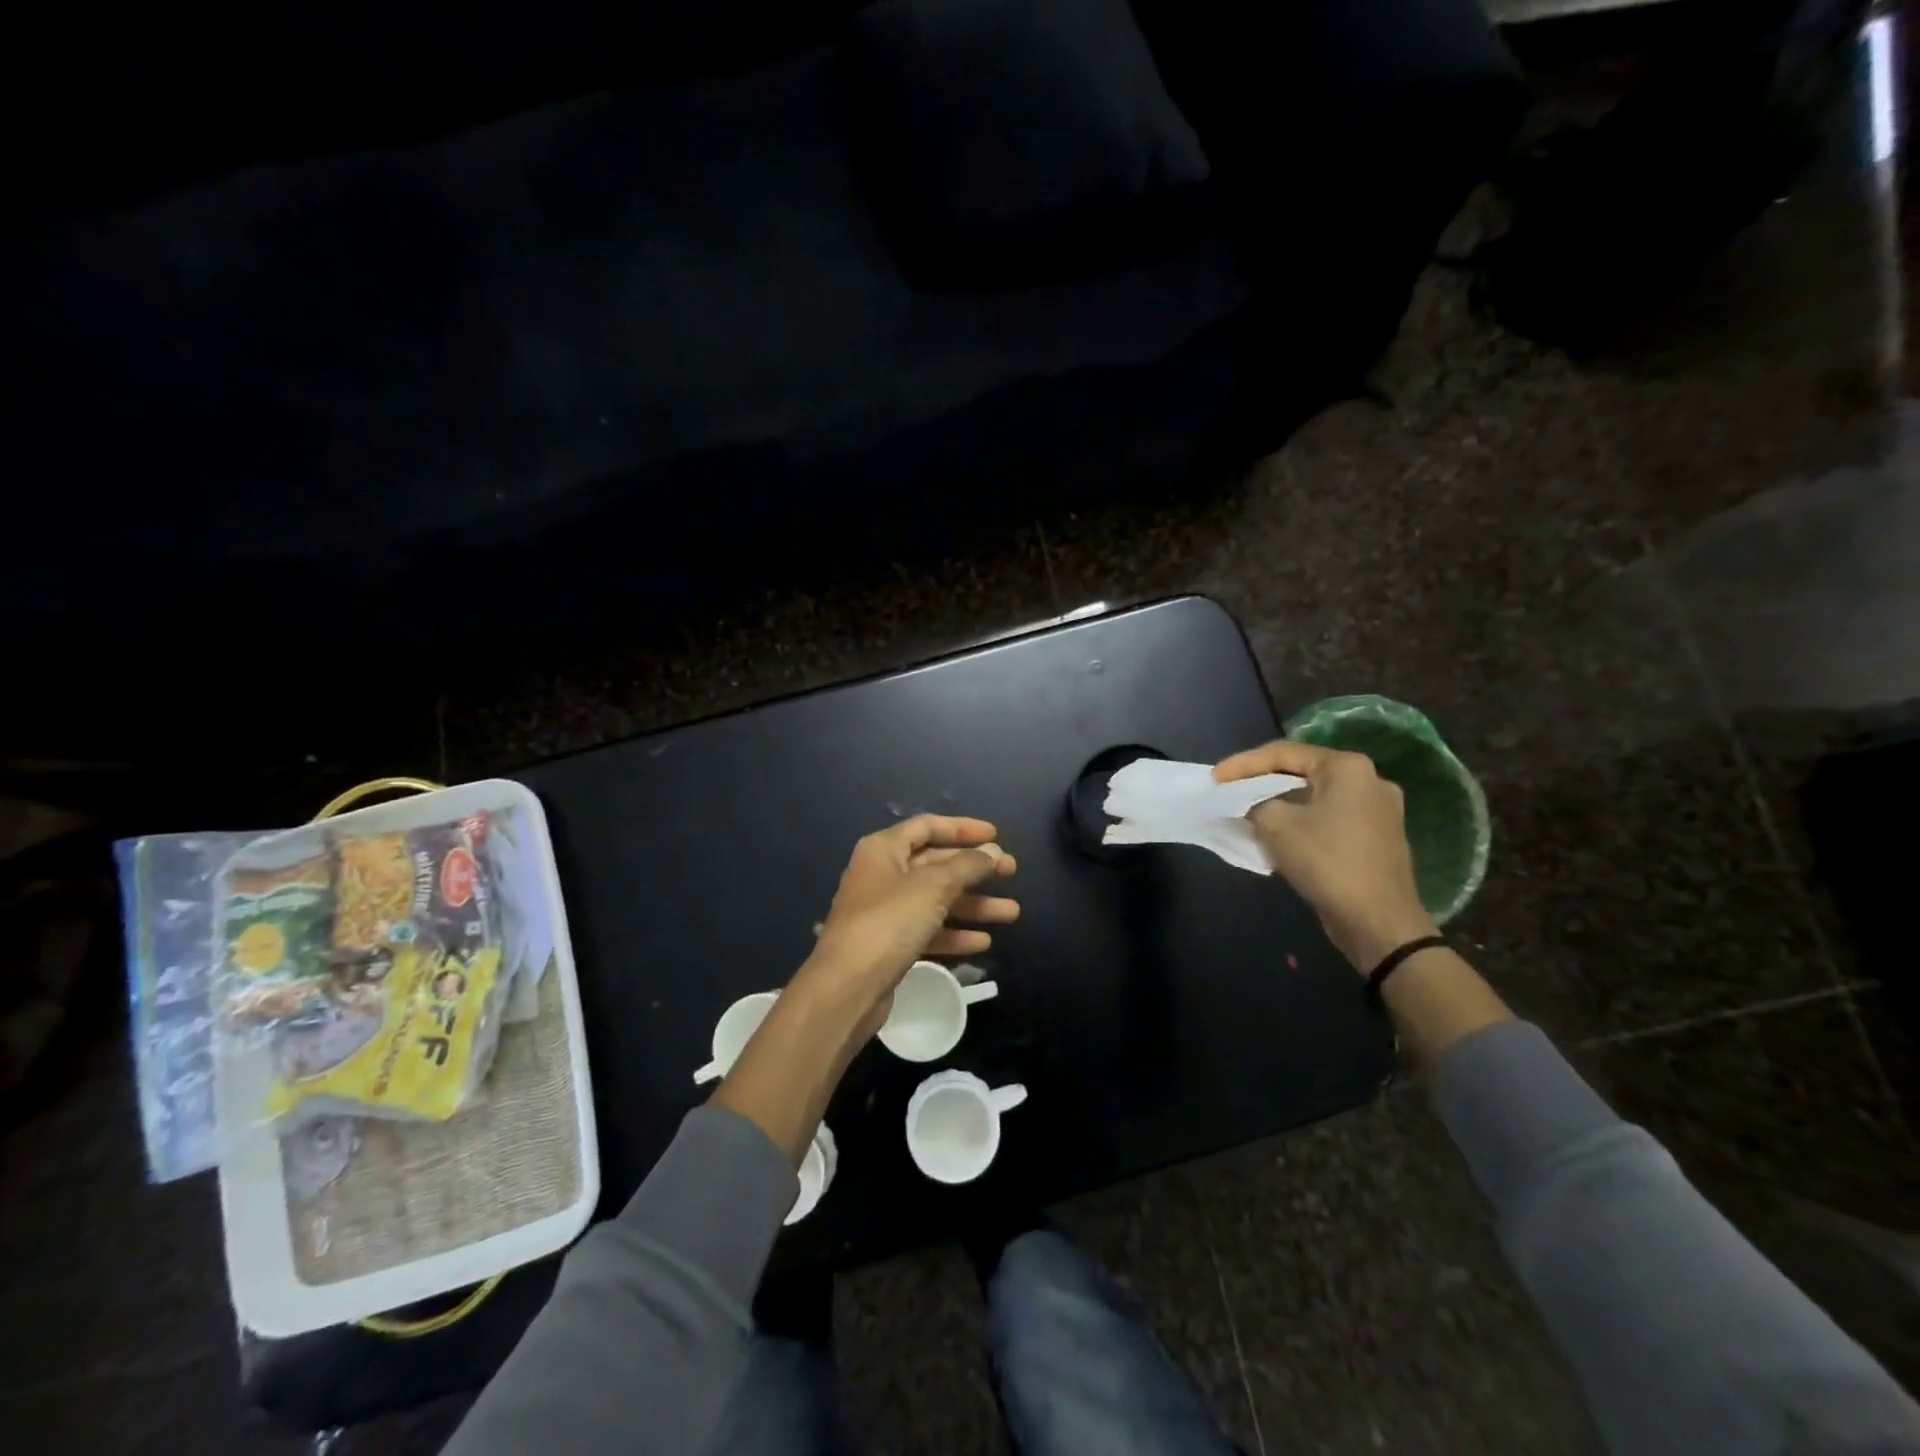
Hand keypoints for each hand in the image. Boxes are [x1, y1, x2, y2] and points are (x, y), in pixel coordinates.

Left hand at [806, 815, 1017, 1007]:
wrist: (847, 988)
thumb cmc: (889, 923)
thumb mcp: (933, 887)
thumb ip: (967, 866)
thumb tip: (993, 853)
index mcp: (884, 850)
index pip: (927, 827)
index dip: (963, 829)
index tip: (996, 836)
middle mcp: (882, 875)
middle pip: (936, 864)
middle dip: (975, 870)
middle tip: (1012, 873)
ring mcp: (885, 912)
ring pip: (937, 900)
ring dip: (974, 905)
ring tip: (1011, 913)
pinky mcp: (890, 945)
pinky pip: (929, 930)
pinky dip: (955, 933)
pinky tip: (983, 942)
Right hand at [1214, 740, 1435, 971]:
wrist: (1377, 921)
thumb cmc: (1327, 861)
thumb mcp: (1276, 825)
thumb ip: (1255, 803)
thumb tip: (1254, 806)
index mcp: (1348, 768)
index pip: (1284, 753)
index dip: (1243, 764)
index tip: (1214, 778)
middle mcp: (1369, 781)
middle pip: (1302, 773)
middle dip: (1262, 783)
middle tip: (1230, 791)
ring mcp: (1377, 811)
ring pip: (1314, 798)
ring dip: (1280, 805)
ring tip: (1248, 814)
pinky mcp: (1376, 839)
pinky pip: (1328, 820)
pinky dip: (1300, 823)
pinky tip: (1278, 836)